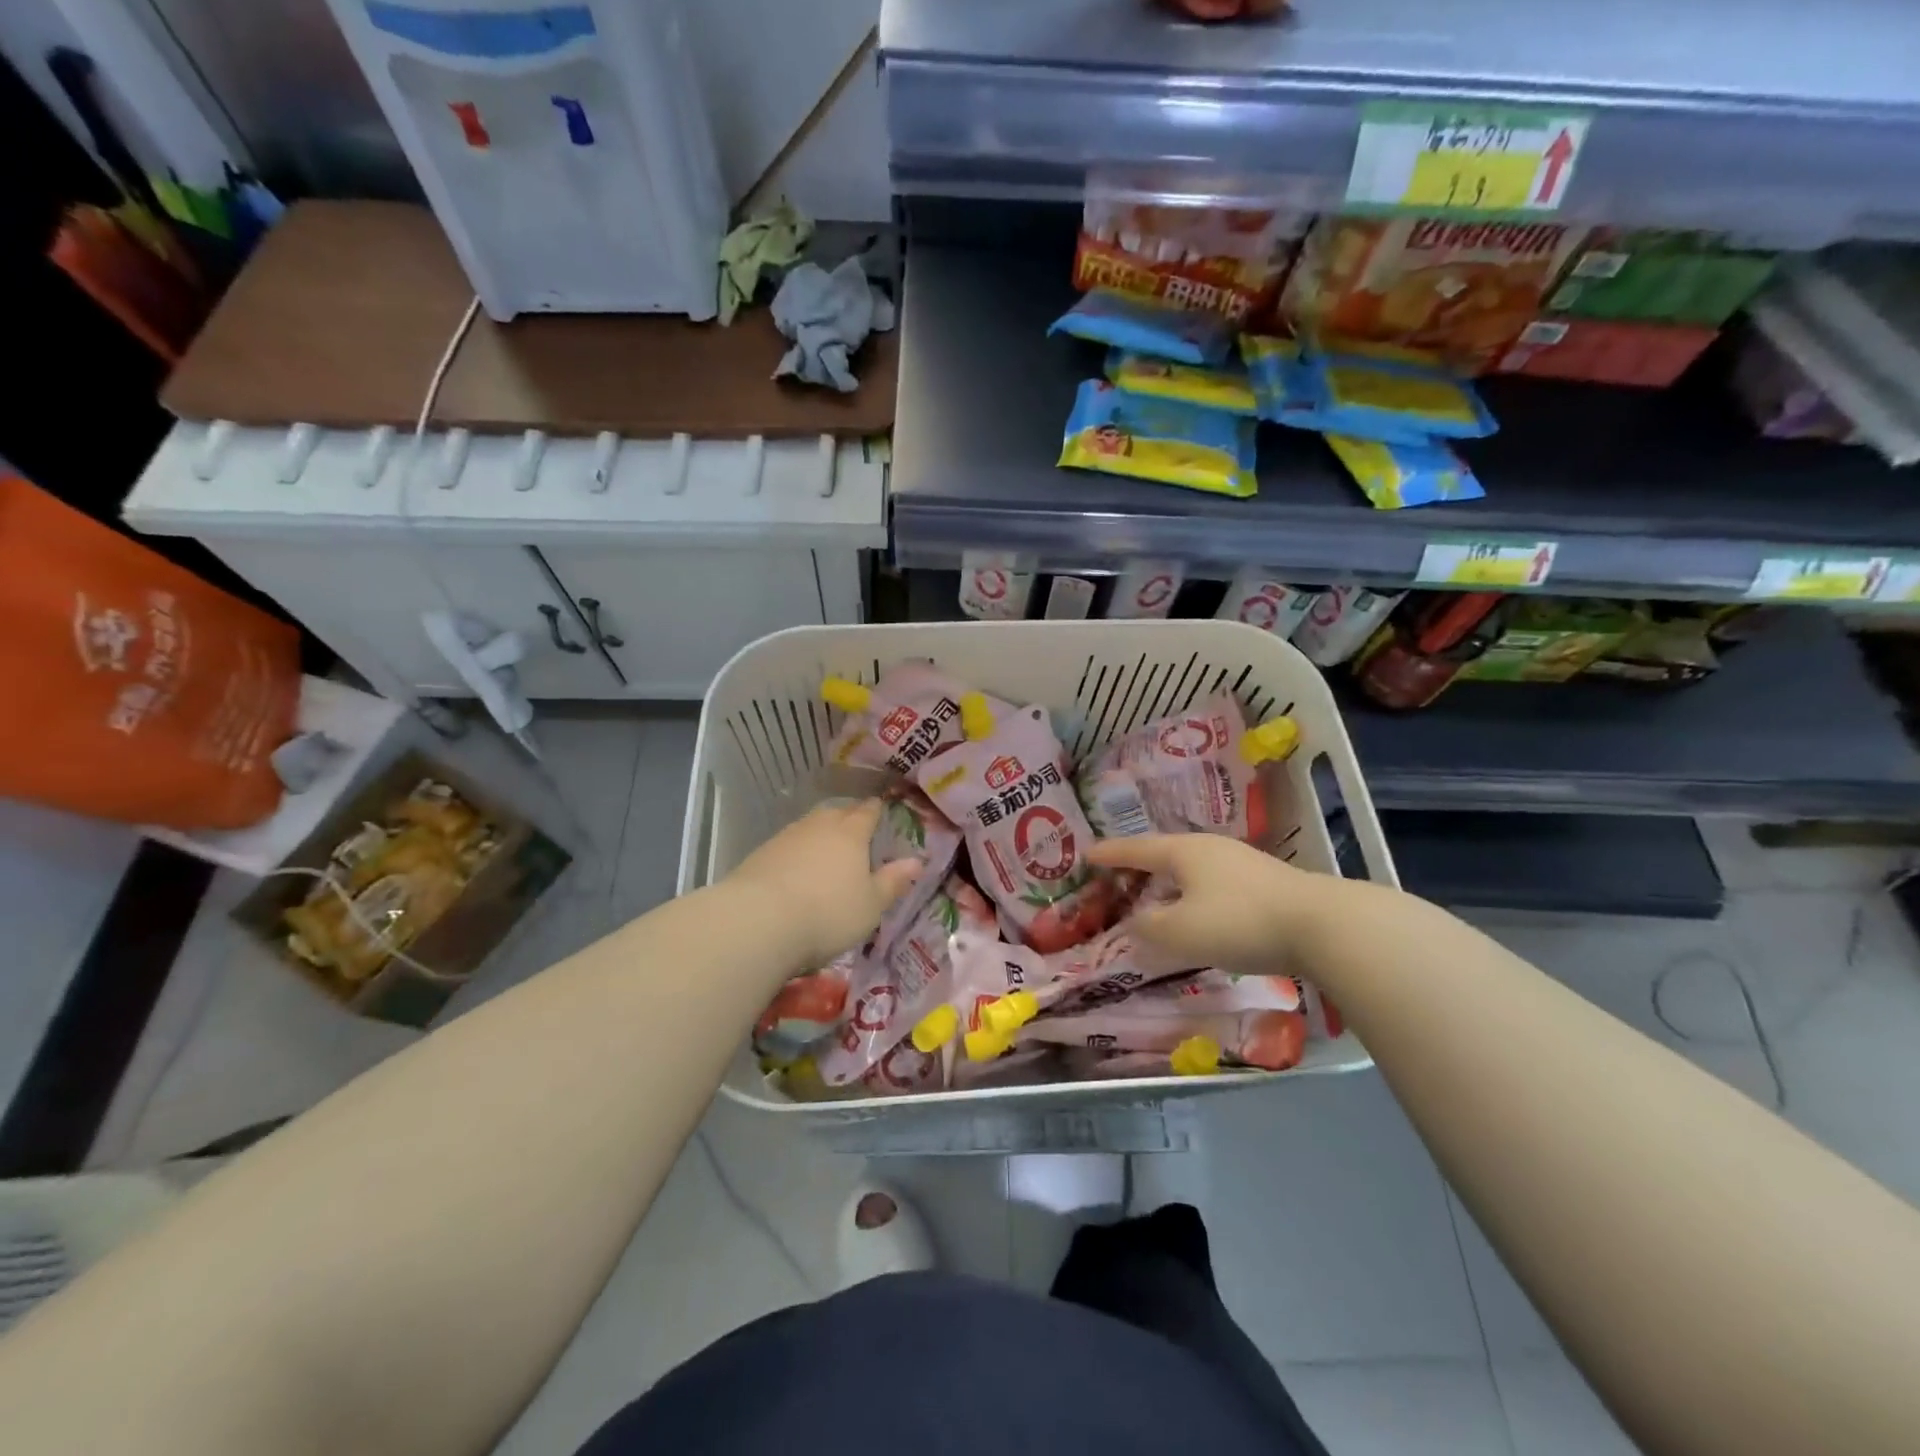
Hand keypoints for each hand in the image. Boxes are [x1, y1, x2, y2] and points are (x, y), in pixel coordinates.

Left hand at [725, 799, 923, 969]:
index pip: (867, 812)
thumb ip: (892, 882)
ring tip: (826, 849)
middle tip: (855, 829)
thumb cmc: (827, 913)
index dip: (876, 809)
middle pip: (836, 813)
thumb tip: (917, 861)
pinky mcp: (760, 854)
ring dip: (819, 833)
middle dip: (847, 817)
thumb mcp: (871, 905)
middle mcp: (818, 826)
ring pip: (809, 826)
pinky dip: (796, 852)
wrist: (757, 922)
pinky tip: (795, 869)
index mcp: (851, 833)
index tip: (880, 807)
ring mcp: (786, 837)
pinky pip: (787, 845)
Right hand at [1088, 833, 1339, 977]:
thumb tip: (1135, 922)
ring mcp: (1239, 862)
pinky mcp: (1262, 883)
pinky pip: (1211, 884)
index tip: (1086, 854)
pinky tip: (1196, 914)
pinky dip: (1191, 895)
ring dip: (1167, 884)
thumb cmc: (1238, 922)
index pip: (1135, 849)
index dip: (1109, 854)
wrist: (1321, 925)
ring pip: (1189, 870)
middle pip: (1163, 854)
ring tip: (1154, 899)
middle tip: (1116, 879)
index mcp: (1183, 851)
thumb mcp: (1180, 932)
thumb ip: (1148, 928)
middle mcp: (1208, 848)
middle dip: (1138, 868)